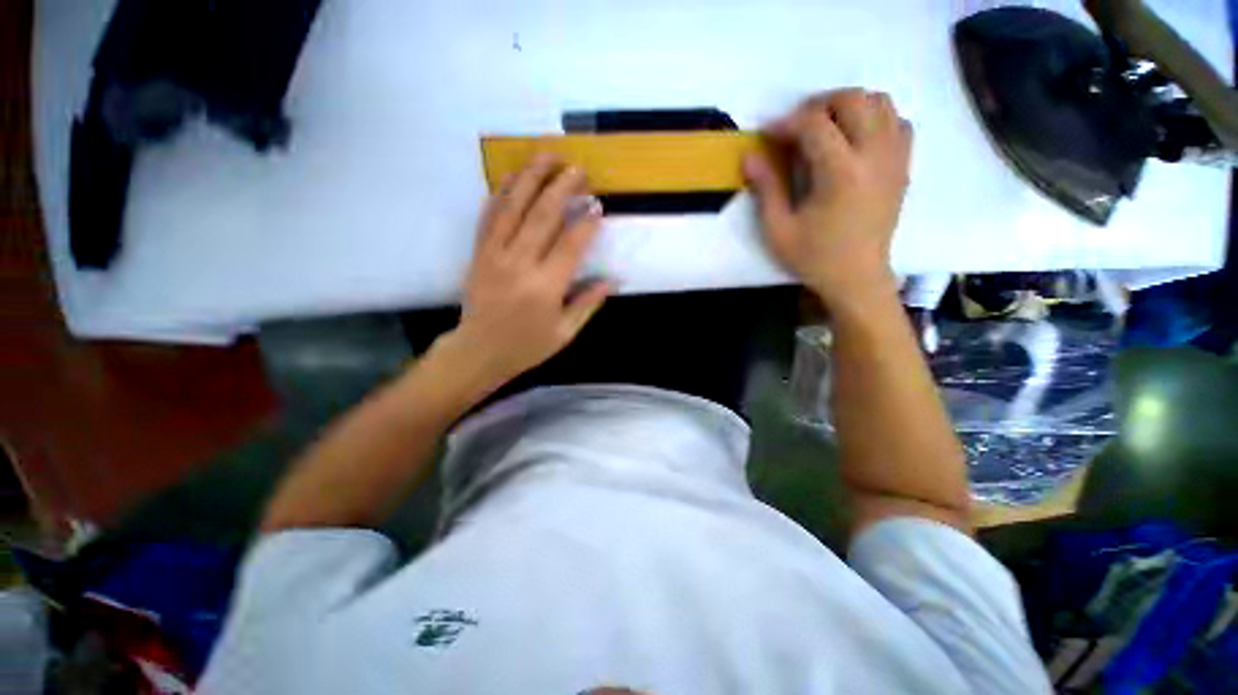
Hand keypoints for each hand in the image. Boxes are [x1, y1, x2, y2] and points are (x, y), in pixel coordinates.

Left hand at [444, 152, 610, 386]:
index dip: (587, 223)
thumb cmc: (526, 347)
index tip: (598, 206)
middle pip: (542, 216)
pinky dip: (500, 193)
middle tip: (579, 170)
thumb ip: (588, 304)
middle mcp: (519, 264)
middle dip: (563, 188)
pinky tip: (512, 176)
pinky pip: (489, 216)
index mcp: (545, 288)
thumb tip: (613, 280)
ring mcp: (494, 255)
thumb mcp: (565, 333)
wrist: (478, 351)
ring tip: (547, 156)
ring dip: (531, 177)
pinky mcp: (478, 253)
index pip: (571, 244)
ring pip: (512, 207)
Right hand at [744, 89, 911, 311]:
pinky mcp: (903, 166)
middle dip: (819, 105)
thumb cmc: (814, 258)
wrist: (858, 278)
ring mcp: (895, 158)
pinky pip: (897, 122)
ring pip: (880, 102)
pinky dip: (875, 119)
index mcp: (841, 173)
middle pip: (854, 99)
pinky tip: (854, 141)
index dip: (787, 122)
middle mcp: (875, 155)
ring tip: (826, 129)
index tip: (768, 135)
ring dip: (849, 106)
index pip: (816, 123)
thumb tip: (749, 155)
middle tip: (797, 128)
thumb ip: (766, 189)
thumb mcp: (779, 230)